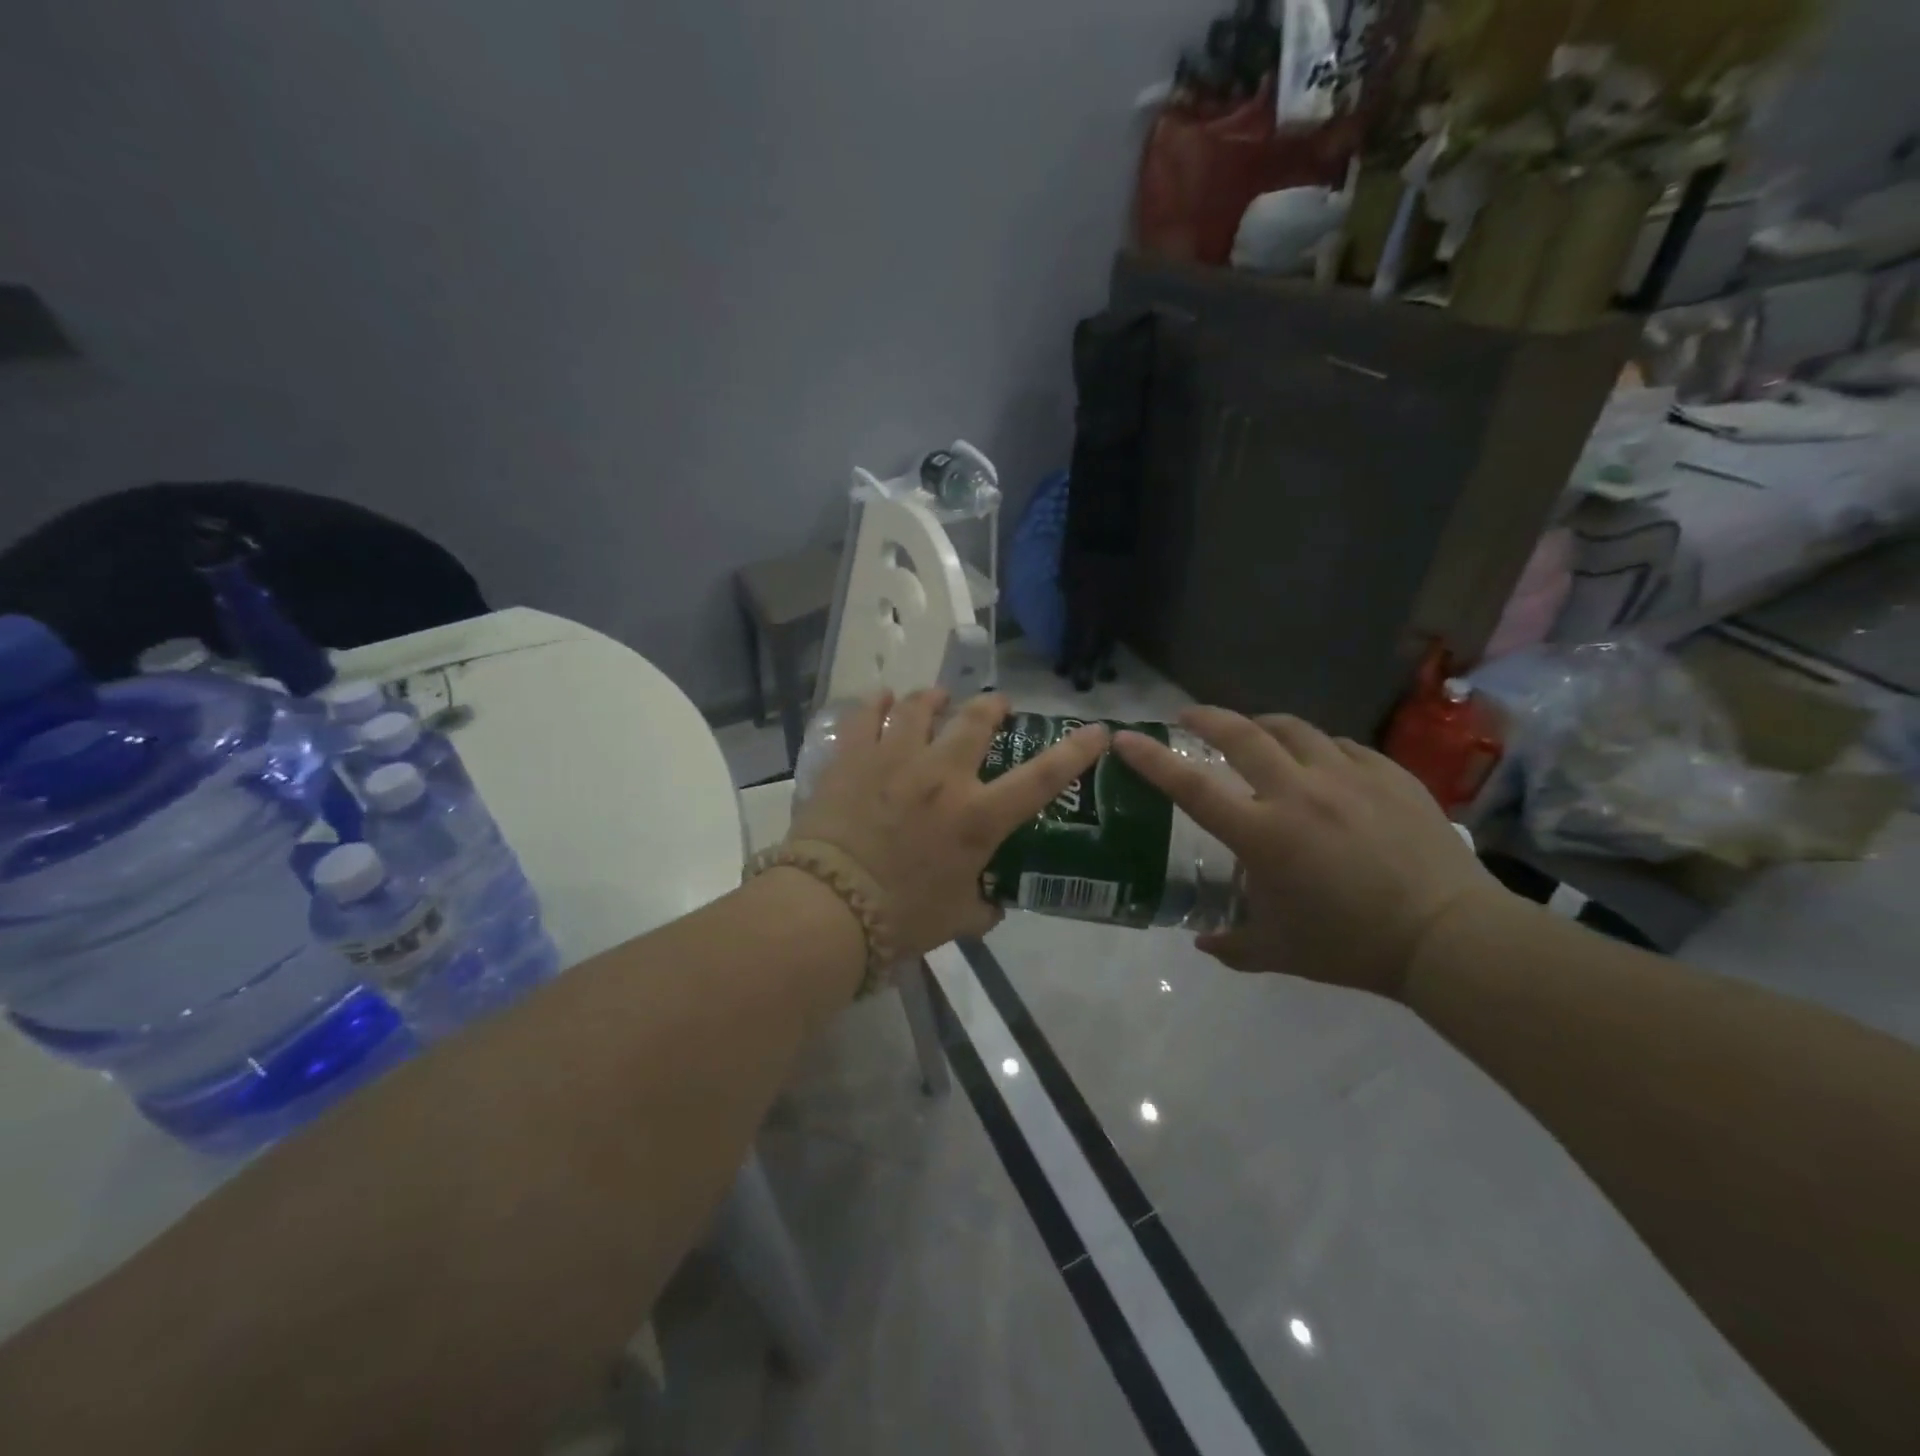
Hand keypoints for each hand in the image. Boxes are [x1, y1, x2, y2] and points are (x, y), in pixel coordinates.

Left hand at [789, 689, 1108, 957]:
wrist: (828, 909)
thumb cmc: (900, 919)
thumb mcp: (956, 920)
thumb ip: (982, 906)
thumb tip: (991, 903)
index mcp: (977, 817)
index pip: (1042, 778)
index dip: (1076, 750)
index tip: (1096, 730)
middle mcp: (943, 776)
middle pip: (976, 721)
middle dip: (993, 707)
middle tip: (996, 706)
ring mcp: (895, 759)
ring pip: (921, 706)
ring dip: (936, 697)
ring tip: (938, 697)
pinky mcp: (853, 757)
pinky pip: (869, 716)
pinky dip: (880, 704)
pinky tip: (884, 701)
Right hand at [1113, 708, 1497, 998]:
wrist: (1449, 937)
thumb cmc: (1351, 945)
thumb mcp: (1279, 951)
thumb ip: (1232, 944)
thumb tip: (1205, 941)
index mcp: (1262, 834)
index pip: (1190, 786)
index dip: (1151, 759)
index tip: (1125, 737)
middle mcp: (1297, 793)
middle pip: (1241, 734)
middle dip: (1206, 718)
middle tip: (1190, 716)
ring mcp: (1347, 777)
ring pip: (1293, 729)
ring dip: (1263, 726)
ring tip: (1256, 733)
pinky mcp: (1389, 774)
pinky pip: (1341, 746)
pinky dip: (1318, 748)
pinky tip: (1321, 763)